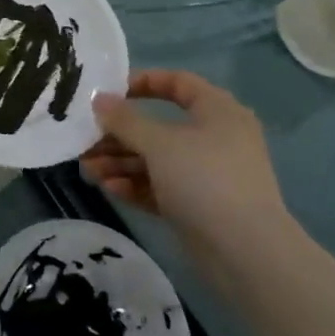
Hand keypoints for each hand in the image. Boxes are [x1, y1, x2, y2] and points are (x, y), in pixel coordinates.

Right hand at [81, 70, 289, 272]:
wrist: (246, 253)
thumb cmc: (204, 179)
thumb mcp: (158, 143)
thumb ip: (124, 120)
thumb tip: (98, 99)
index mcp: (217, 111)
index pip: (178, 83)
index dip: (143, 83)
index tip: (110, 93)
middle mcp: (215, 138)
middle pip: (159, 127)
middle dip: (120, 135)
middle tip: (87, 141)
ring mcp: (208, 174)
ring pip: (157, 160)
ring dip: (121, 162)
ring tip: (89, 170)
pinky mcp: (200, 206)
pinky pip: (162, 187)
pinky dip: (137, 185)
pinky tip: (109, 189)